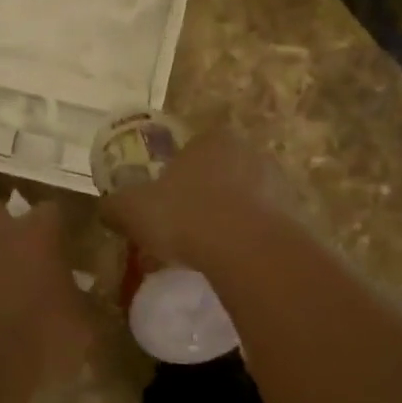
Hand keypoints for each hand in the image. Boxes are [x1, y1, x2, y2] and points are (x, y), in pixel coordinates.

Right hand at [98, 130, 299, 268]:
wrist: (247, 250)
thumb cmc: (185, 216)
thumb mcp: (133, 209)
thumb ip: (116, 206)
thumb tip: (106, 208)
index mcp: (213, 139)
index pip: (192, 150)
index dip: (176, 175)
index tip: (165, 203)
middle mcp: (250, 153)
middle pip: (220, 173)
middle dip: (204, 197)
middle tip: (184, 228)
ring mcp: (278, 184)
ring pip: (245, 200)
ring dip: (229, 219)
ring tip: (208, 251)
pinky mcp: (295, 216)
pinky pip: (263, 226)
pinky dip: (248, 240)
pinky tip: (232, 263)